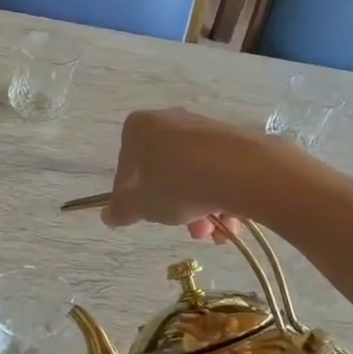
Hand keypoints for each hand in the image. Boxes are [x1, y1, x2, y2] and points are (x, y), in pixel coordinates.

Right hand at [100, 109, 267, 241]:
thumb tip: (109, 215)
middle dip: (174, 207)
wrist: (244, 172)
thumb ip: (121, 210)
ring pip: (194, 176)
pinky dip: (221, 198)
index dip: (133, 196)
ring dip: (200, 209)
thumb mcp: (140, 205)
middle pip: (163, 172)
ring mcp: (205, 129)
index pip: (126, 166)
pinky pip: (219, 174)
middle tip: (186, 230)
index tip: (146, 216)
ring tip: (212, 233)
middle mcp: (171, 120)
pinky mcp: (235, 141)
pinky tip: (231, 223)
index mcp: (140, 127)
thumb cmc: (178, 184)